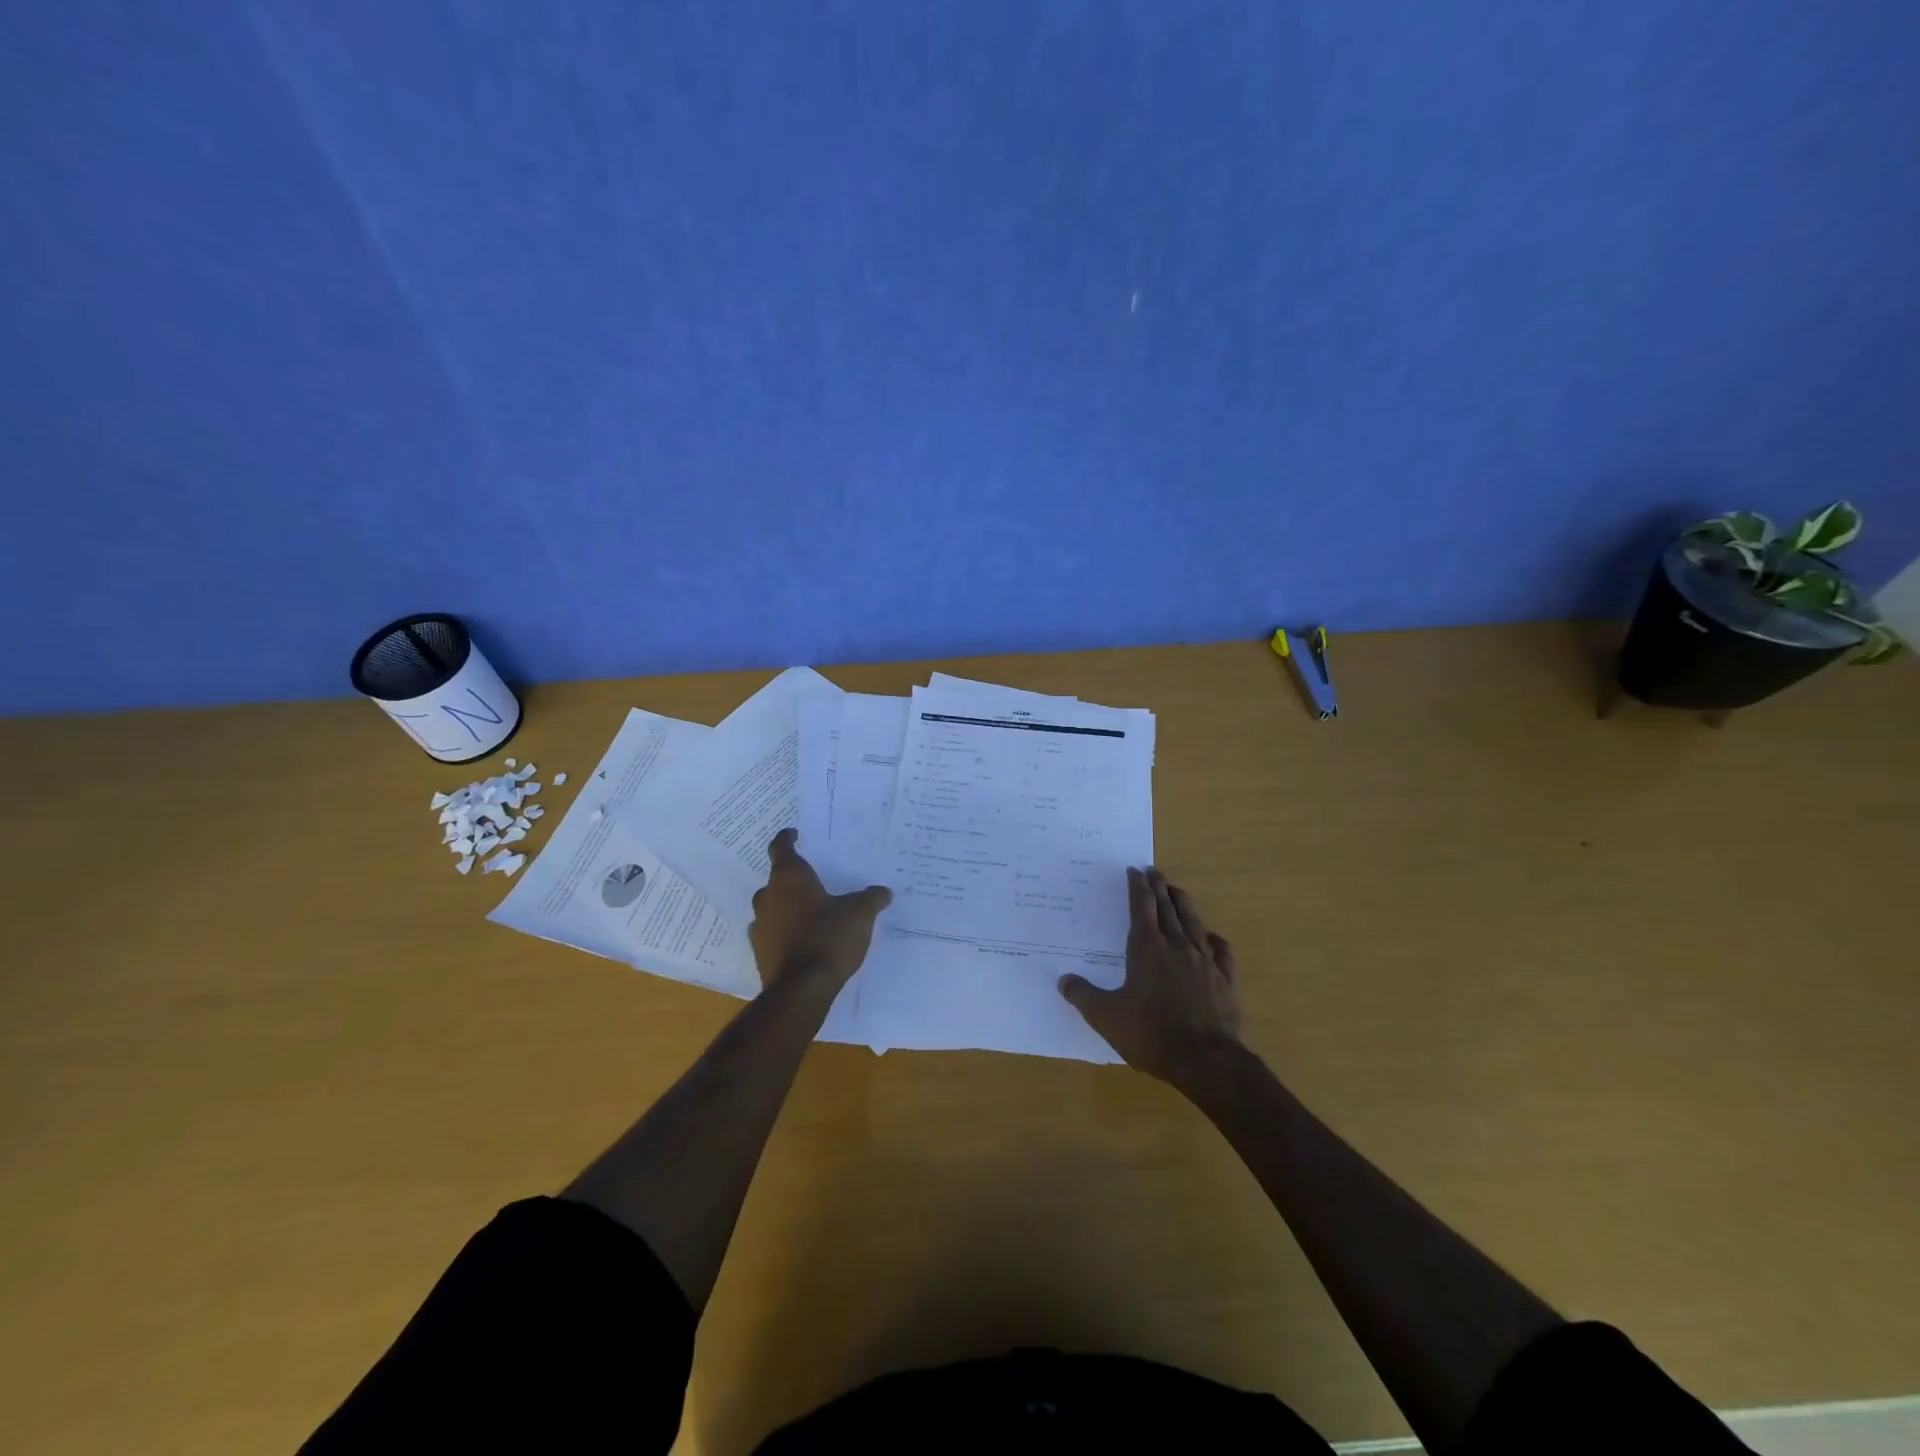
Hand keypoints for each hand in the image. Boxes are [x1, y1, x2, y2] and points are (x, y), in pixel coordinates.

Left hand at [748, 829, 892, 990]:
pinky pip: (773, 932)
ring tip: (812, 912)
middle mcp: (768, 896)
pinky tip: (804, 940)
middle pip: (777, 879)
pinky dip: (785, 931)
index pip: (781, 847)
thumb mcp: (860, 914)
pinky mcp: (759, 952)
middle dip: (793, 879)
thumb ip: (871, 898)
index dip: (788, 838)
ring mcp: (760, 925)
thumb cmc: (829, 938)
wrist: (800, 990)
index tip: (795, 834)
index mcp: (789, 878)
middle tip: (814, 880)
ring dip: (788, 906)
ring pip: (773, 907)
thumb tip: (883, 891)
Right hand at [1060, 867, 1242, 1088]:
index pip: (1142, 907)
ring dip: (1183, 904)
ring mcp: (1204, 962)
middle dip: (1159, 887)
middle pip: (1168, 908)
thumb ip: (1083, 996)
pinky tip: (1212, 937)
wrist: (1207, 1061)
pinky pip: (1220, 951)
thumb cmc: (1152, 1034)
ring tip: (1177, 891)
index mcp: (1147, 949)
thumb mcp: (1106, 1017)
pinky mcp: (1224, 981)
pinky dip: (1214, 939)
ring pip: (1193, 922)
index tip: (1134, 870)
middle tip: (1154, 871)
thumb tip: (1063, 980)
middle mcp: (1177, 946)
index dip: (1137, 887)